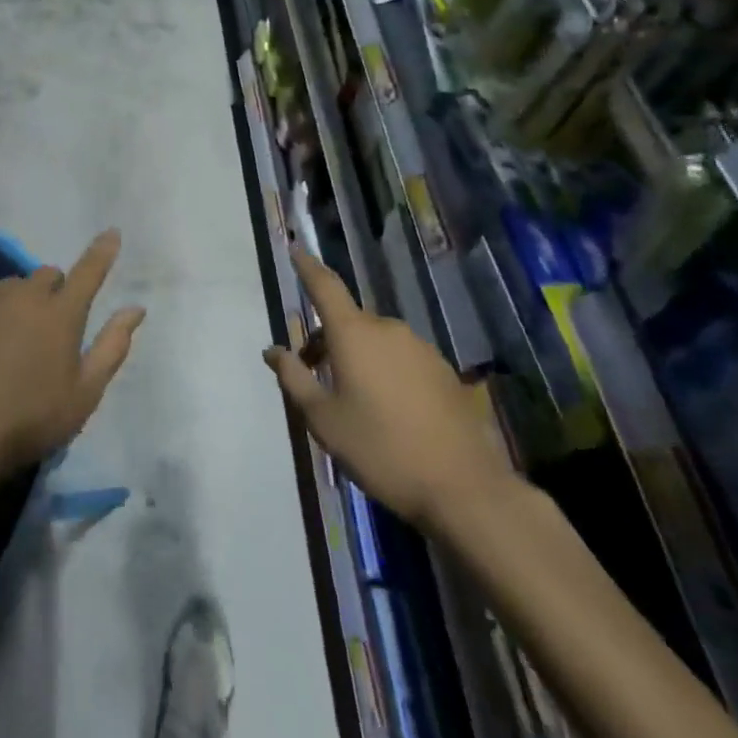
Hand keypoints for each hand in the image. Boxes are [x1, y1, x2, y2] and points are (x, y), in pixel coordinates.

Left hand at [0, 230, 145, 479]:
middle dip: (54, 292)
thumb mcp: (84, 394)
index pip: (88, 271)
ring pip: (12, 287)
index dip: (102, 251)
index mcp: (62, 315)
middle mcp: (25, 295)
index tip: (111, 233)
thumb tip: (135, 308)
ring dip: (19, 303)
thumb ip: (112, 346)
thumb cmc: (30, 421)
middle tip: (47, 330)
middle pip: (47, 276)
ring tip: (8, 343)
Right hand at [264, 250, 512, 529]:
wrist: (464, 487)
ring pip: (376, 341)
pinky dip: (385, 371)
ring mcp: (421, 349)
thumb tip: (273, 350)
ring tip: (352, 400)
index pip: (325, 286)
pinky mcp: (444, 372)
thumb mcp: (324, 420)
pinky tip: (389, 411)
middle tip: (314, 376)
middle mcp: (388, 330)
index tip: (295, 249)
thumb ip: (294, 379)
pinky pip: (402, 359)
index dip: (307, 267)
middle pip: (348, 321)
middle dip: (326, 340)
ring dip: (357, 357)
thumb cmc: (380, 449)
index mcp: (354, 334)